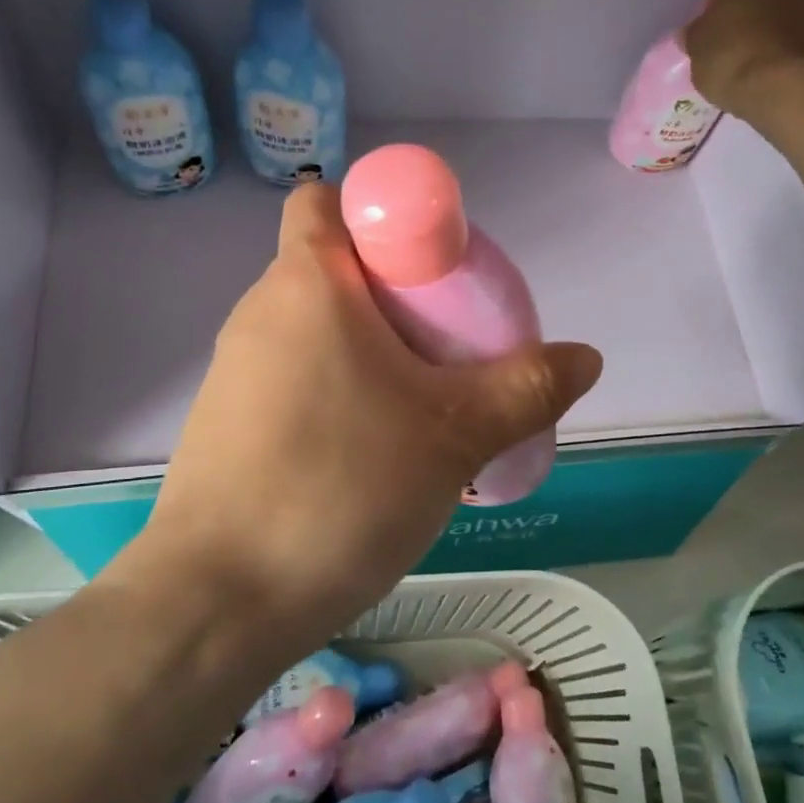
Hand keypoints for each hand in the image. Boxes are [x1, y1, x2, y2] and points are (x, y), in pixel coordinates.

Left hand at [116, 183, 602, 639]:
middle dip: (399, 296)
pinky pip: (298, 379)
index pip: (330, 201)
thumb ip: (526, 388)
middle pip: (338, 269)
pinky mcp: (230, 422)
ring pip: (320, 331)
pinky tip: (374, 455)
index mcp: (307, 282)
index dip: (385, 216)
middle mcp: (262, 311)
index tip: (436, 272)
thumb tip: (584, 357)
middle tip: (452, 349)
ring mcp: (237, 370)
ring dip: (374, 353)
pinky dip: (341, 394)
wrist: (218, 601)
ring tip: (425, 411)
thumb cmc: (340, 488)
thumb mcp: (454, 435)